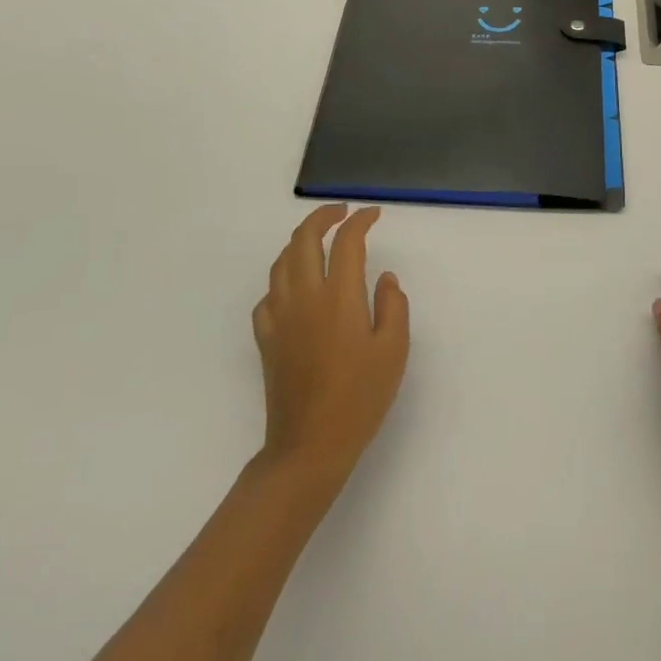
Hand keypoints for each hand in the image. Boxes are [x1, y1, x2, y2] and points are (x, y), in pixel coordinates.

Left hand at [252, 204, 409, 491]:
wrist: (309, 447)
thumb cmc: (359, 398)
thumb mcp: (393, 351)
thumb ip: (393, 306)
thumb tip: (384, 278)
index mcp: (338, 297)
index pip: (346, 242)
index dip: (360, 221)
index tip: (373, 215)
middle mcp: (304, 297)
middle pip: (303, 239)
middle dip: (322, 217)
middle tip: (342, 213)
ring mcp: (280, 317)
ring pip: (281, 262)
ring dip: (299, 241)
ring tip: (318, 240)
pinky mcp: (266, 338)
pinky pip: (268, 294)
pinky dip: (282, 278)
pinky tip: (295, 288)